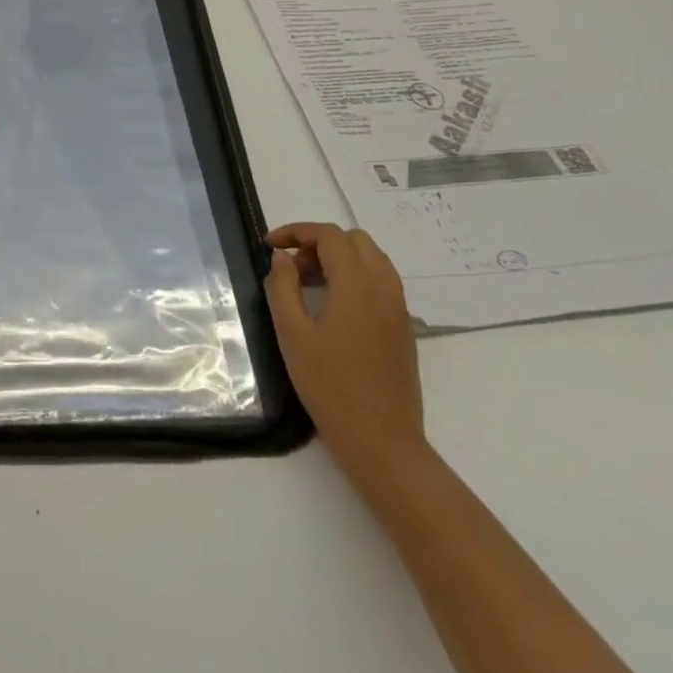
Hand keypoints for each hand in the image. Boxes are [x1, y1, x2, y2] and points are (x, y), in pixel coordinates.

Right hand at [264, 222, 425, 478]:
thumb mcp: (292, 334)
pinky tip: (332, 306)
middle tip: (290, 269)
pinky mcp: (403, 327)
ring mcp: (398, 307)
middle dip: (318, 243)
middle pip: (353, 240)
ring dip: (338, 259)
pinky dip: (354, 276)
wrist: (381, 440)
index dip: (296, 231)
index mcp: (357, 284)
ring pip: (371, 259)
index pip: (329, 235)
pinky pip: (380, 281)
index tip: (269, 245)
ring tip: (308, 285)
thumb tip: (282, 258)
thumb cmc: (330, 386)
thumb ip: (282, 287)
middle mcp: (384, 287)